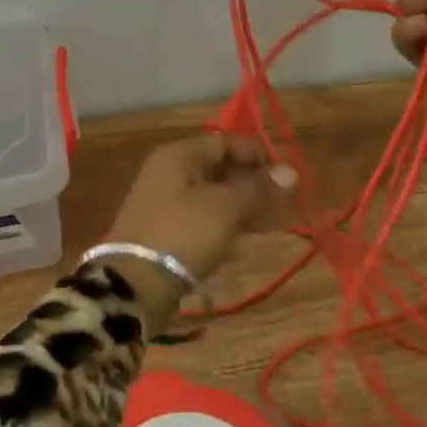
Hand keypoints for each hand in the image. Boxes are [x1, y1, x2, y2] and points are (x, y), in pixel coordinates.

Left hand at [102, 135, 294, 332]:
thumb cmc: (183, 234)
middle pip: (218, 167)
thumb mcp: (226, 208)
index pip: (225, 141)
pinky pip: (200, 217)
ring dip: (240, 206)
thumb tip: (292, 173)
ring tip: (268, 223)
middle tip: (282, 203)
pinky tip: (240, 241)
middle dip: (251, 183)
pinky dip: (222, 224)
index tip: (285, 177)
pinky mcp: (164, 230)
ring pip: (211, 195)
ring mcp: (164, 201)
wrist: (135, 285)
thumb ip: (259, 190)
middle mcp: (169, 171)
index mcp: (179, 155)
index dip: (257, 155)